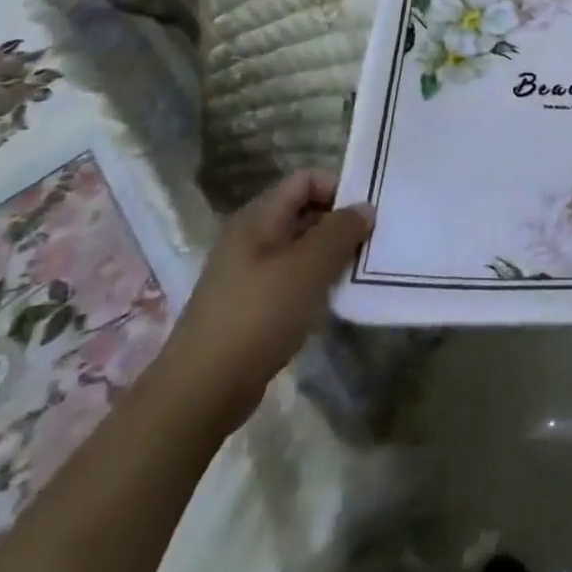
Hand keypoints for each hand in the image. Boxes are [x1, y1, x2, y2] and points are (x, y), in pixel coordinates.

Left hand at [153, 171, 372, 436]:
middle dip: (339, 223)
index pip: (306, 179)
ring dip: (330, 256)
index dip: (338, 187)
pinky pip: (291, 279)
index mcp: (258, 217)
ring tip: (356, 272)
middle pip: (304, 211)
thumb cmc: (257, 316)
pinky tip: (331, 302)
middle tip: (370, 243)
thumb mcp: (308, 267)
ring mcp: (248, 273)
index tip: (367, 213)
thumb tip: (365, 208)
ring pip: (300, 248)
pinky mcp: (251, 305)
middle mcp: (251, 237)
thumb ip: (340, 231)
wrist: (202, 392)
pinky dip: (314, 283)